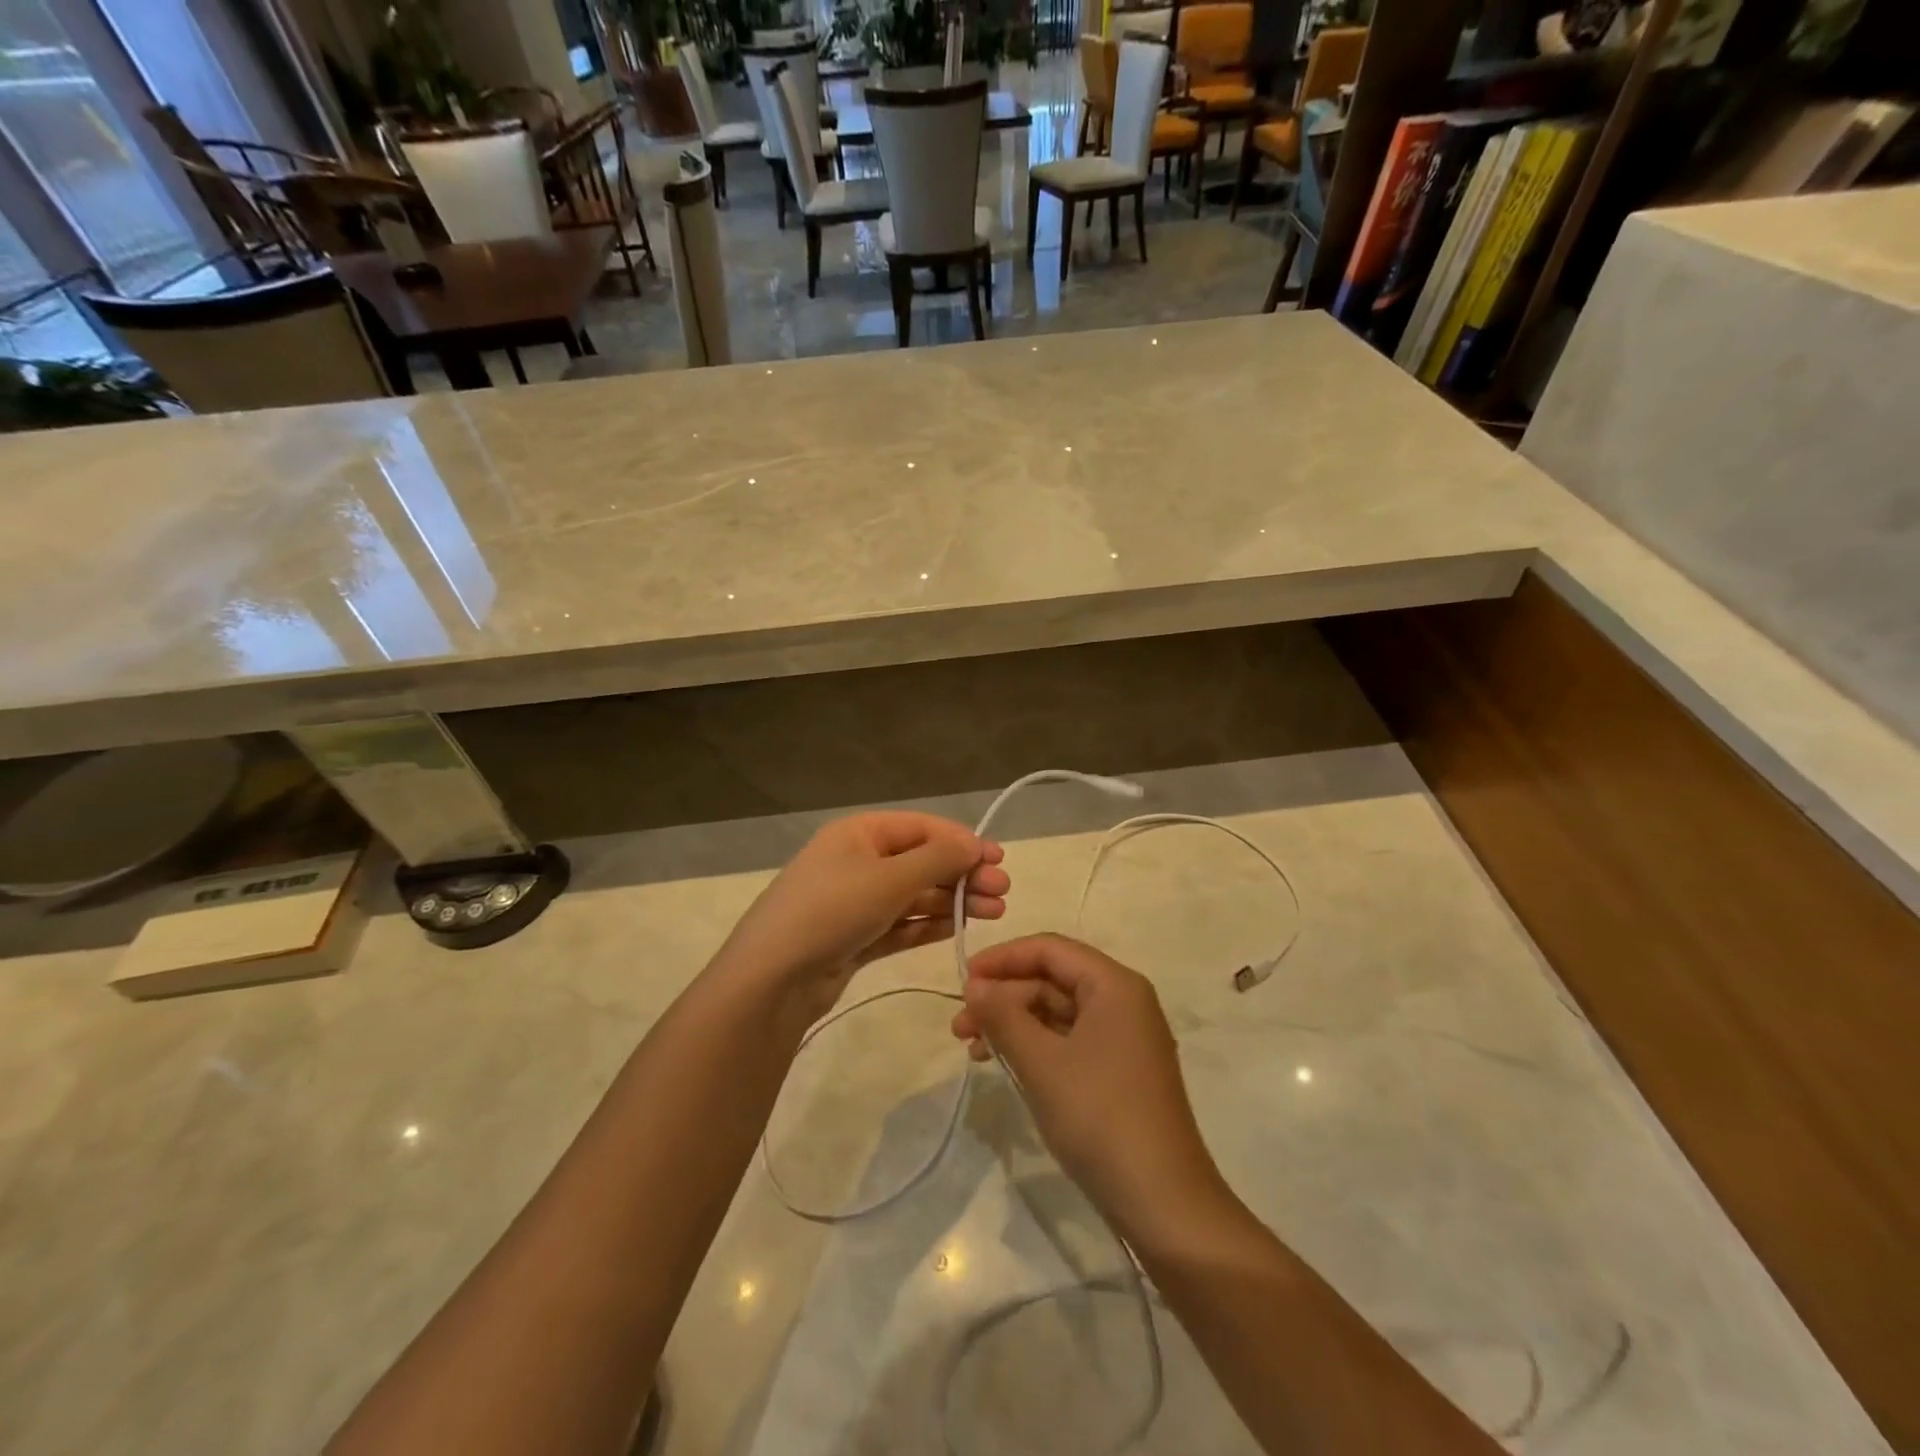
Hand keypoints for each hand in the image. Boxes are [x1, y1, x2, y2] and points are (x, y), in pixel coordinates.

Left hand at [714, 812, 1007, 1020]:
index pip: (921, 828)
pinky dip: (929, 924)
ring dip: (953, 900)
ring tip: (994, 912)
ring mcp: (856, 901)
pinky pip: (901, 923)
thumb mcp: (889, 878)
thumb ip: (937, 859)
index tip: (998, 859)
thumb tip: (973, 842)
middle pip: (921, 861)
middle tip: (1002, 892)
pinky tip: (958, 928)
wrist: (773, 978)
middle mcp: (858, 860)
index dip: (961, 841)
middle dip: (962, 874)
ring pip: (914, 894)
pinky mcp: (856, 937)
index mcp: (859, 833)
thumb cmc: (833, 910)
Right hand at [952, 934, 1231, 1248]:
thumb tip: (974, 984)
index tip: (962, 980)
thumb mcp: (1042, 1063)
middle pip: (1052, 980)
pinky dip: (1034, 1047)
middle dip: (1003, 997)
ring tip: (971, 1048)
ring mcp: (1123, 1038)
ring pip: (1057, 1012)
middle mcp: (1123, 1001)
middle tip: (959, 1026)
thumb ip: (1004, 1016)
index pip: (1050, 949)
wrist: (1163, 1203)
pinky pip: (1068, 1040)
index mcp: (1114, 985)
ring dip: (1013, 1024)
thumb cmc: (1100, 1117)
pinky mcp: (1119, 1071)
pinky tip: (1004, 1064)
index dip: (1003, 958)